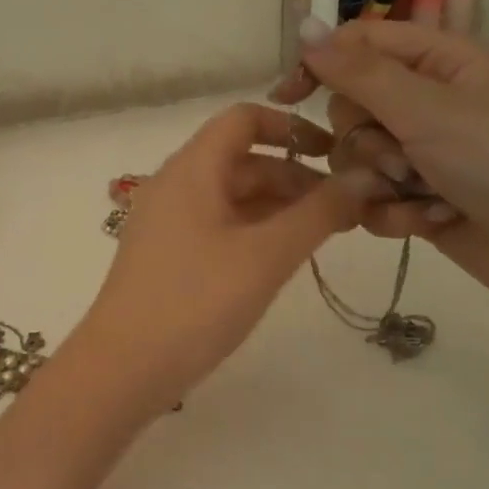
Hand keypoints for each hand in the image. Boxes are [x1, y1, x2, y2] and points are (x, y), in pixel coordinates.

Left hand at [79, 103, 384, 406]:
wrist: (123, 368)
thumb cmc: (195, 303)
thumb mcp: (266, 256)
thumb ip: (318, 214)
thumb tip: (366, 178)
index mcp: (191, 169)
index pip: (243, 119)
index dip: (291, 127)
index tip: (334, 154)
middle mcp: (174, 186)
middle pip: (241, 160)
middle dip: (294, 176)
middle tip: (346, 208)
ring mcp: (166, 223)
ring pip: (231, 197)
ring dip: (278, 207)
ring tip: (325, 234)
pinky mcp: (166, 257)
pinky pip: (217, 226)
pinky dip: (253, 231)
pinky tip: (283, 257)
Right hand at [268, 19, 488, 317]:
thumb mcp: (427, 109)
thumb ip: (359, 73)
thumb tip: (304, 27)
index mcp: (439, 63)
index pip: (360, 46)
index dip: (321, 65)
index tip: (286, 96)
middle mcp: (426, 104)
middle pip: (350, 110)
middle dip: (366, 141)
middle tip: (401, 158)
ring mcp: (422, 155)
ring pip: (356, 160)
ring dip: (380, 182)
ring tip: (422, 195)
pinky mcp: (417, 200)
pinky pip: (372, 200)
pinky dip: (395, 214)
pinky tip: (429, 222)